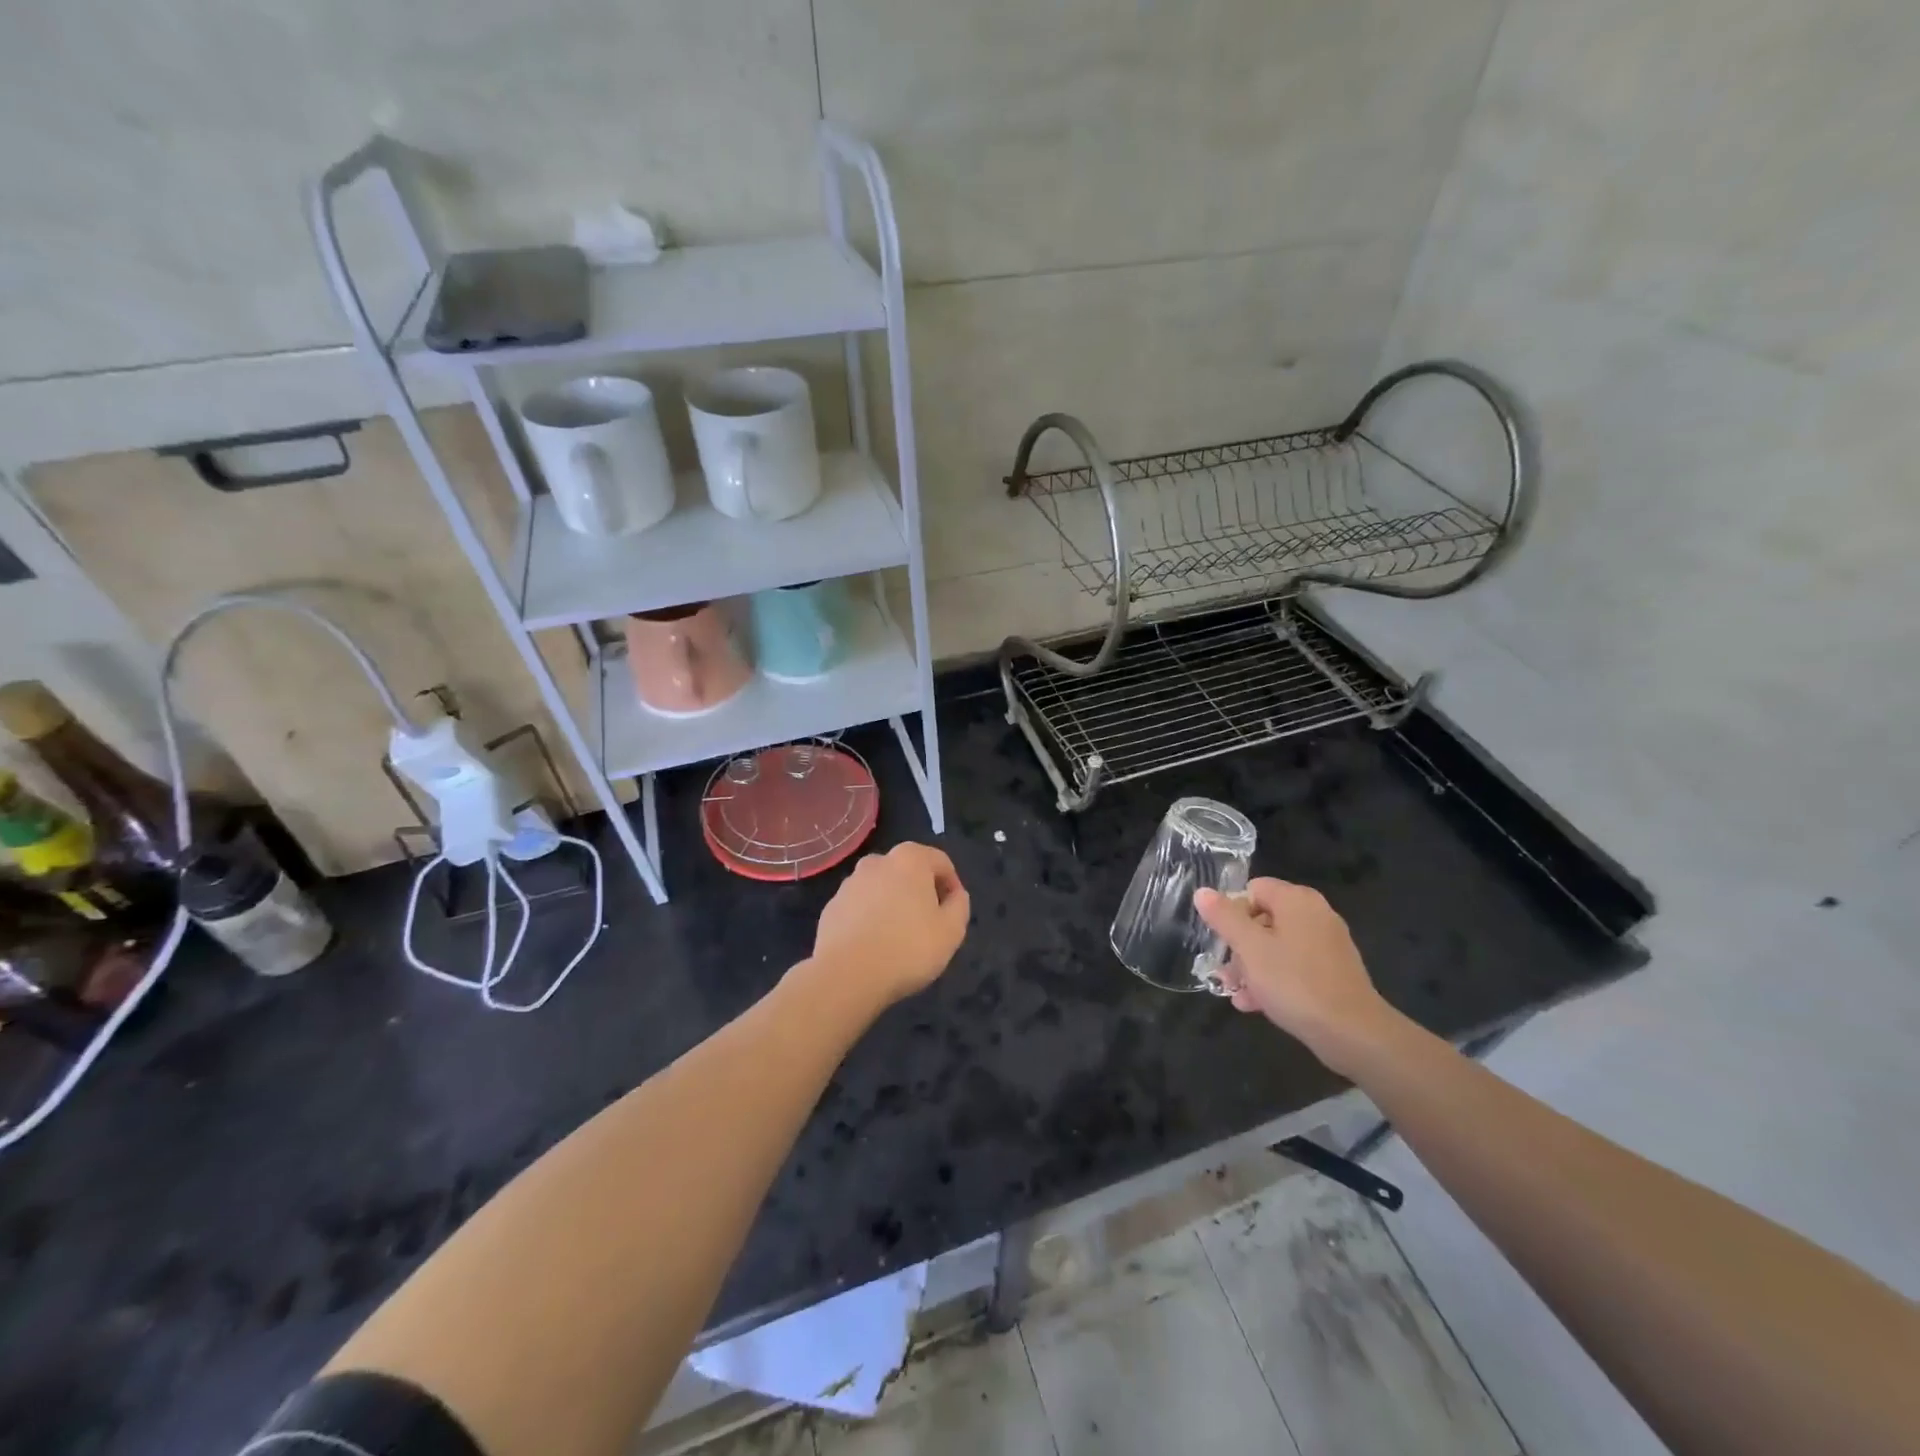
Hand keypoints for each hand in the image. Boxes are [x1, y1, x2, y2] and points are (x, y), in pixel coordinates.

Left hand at [803, 842, 970, 1007]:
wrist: (846, 975)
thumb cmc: (907, 948)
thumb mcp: (951, 931)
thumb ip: (960, 905)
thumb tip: (955, 895)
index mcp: (909, 859)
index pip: (940, 862)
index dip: (952, 886)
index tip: (953, 912)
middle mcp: (877, 862)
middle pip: (908, 872)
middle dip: (920, 892)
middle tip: (928, 924)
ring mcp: (849, 883)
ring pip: (881, 888)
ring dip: (893, 904)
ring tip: (898, 938)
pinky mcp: (831, 906)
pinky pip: (860, 907)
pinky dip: (870, 918)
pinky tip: (873, 946)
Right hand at [1195, 878, 1399, 1073]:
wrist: (1353, 1033)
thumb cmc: (1295, 982)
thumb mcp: (1249, 948)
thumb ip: (1224, 917)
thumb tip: (1202, 892)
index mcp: (1297, 901)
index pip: (1253, 889)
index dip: (1232, 912)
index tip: (1223, 941)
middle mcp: (1315, 915)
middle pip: (1262, 919)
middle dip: (1239, 947)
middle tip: (1226, 973)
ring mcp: (1327, 944)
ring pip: (1276, 946)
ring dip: (1251, 968)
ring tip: (1235, 993)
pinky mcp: (1332, 972)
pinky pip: (1293, 966)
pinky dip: (1274, 980)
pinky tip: (1255, 1004)